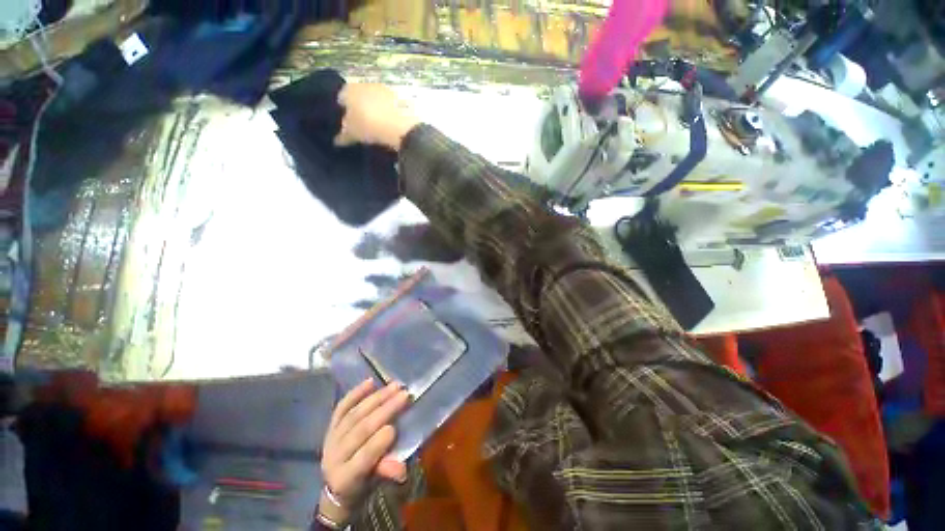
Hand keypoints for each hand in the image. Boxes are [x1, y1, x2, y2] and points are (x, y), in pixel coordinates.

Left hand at [320, 379, 409, 518]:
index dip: (378, 442)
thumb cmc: (365, 483)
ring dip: (376, 398)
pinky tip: (371, 381)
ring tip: (395, 386)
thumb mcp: (377, 483)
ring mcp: (331, 438)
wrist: (337, 485)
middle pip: (360, 430)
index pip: (363, 457)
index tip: (396, 426)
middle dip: (384, 411)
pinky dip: (356, 393)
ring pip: (354, 414)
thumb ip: (387, 472)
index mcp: (346, 477)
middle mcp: (334, 456)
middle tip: (404, 395)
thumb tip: (402, 468)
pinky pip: (342, 407)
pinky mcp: (331, 425)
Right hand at [335, 84, 420, 149]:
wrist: (398, 126)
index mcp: (348, 90)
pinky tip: (388, 123)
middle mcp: (363, 84)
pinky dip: (387, 111)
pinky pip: (388, 104)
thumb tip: (337, 141)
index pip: (341, 97)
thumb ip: (343, 136)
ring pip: (374, 98)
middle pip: (358, 96)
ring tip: (376, 124)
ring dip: (374, 108)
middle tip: (361, 123)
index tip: (346, 122)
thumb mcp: (352, 134)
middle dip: (359, 107)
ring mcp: (382, 88)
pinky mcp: (397, 97)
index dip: (343, 110)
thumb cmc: (368, 127)